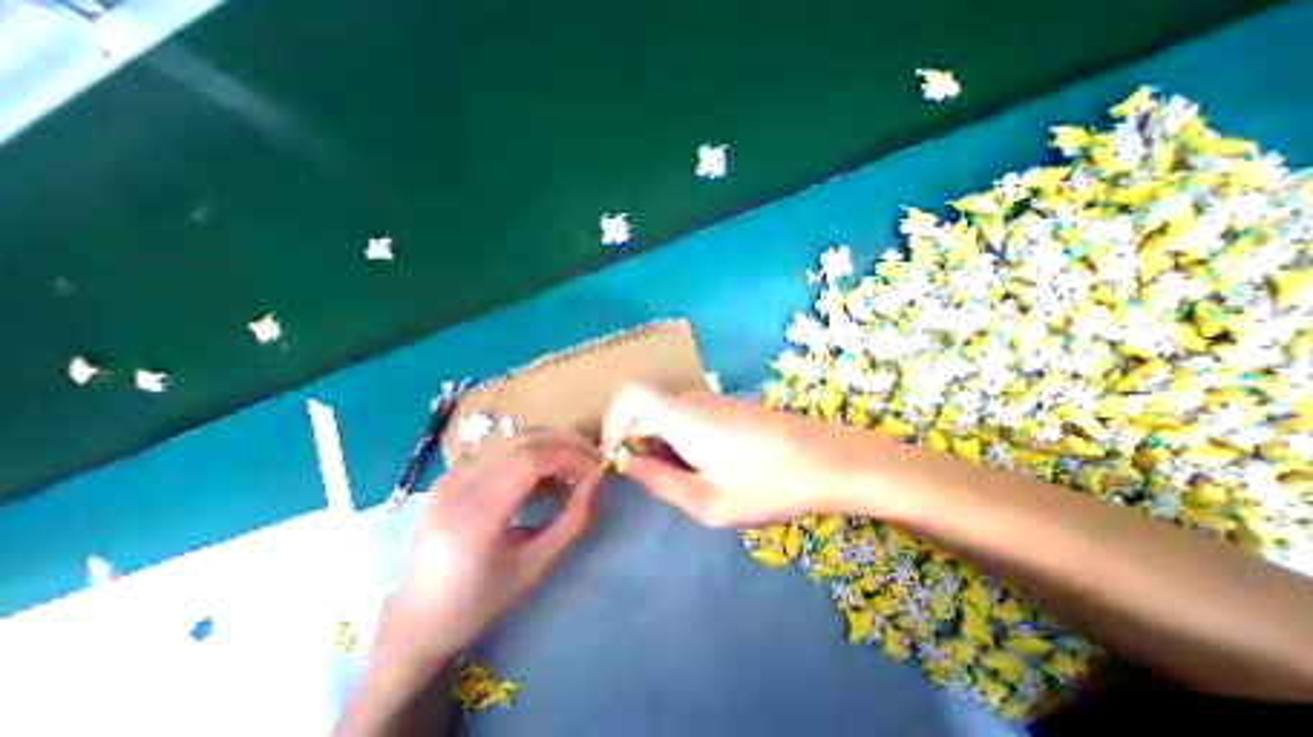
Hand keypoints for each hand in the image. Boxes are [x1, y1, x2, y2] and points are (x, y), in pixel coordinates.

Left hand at [370, 433, 600, 672]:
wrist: (414, 621)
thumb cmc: (478, 603)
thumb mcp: (534, 566)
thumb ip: (571, 521)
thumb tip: (594, 483)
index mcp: (474, 515)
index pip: (531, 459)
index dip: (571, 457)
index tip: (596, 471)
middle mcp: (458, 484)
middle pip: (524, 440)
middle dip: (567, 444)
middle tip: (592, 460)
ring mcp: (451, 475)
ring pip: (514, 439)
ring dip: (551, 445)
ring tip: (574, 466)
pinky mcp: (452, 474)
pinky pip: (502, 450)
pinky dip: (533, 453)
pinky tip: (545, 474)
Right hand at [602, 384, 891, 525]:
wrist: (830, 459)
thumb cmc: (769, 484)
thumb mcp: (709, 502)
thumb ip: (661, 483)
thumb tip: (629, 466)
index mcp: (683, 417)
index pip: (630, 396)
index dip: (612, 421)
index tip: (616, 455)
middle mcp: (694, 400)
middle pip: (647, 408)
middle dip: (638, 441)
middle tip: (656, 480)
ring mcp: (715, 400)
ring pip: (669, 413)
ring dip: (662, 442)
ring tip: (687, 478)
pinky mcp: (731, 407)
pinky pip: (690, 415)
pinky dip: (682, 437)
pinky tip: (710, 466)